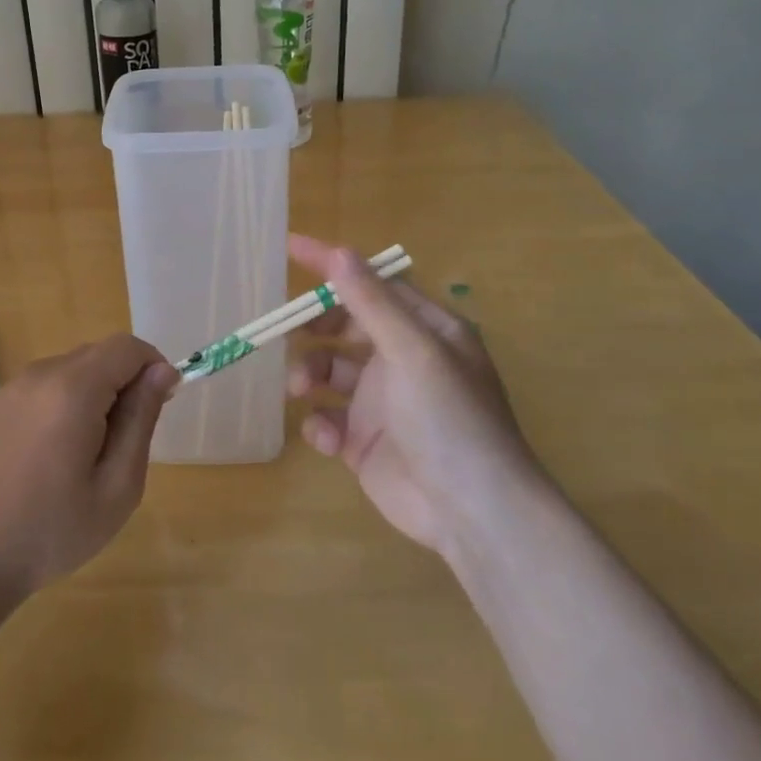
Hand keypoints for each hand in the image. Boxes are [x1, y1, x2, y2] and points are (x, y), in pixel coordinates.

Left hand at [0, 335, 178, 598]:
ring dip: (92, 394)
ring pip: (70, 369)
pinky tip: (50, 456)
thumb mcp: (117, 486)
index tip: (158, 408)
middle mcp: (40, 374)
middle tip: (123, 442)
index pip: (127, 347)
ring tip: (85, 455)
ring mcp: (10, 388)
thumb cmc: (52, 531)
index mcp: (73, 389)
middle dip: (123, 383)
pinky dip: (61, 404)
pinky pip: (42, 387)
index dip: (153, 368)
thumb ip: (141, 419)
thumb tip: (162, 371)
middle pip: (98, 354)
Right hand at [286, 234, 541, 557]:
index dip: (333, 266)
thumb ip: (372, 303)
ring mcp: (382, 402)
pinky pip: (329, 418)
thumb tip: (338, 253)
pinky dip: (320, 423)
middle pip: (345, 326)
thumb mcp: (412, 351)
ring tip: (300, 388)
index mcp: (425, 330)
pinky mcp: (364, 442)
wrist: (471, 513)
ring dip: (309, 373)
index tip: (290, 247)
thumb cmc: (448, 418)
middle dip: (314, 328)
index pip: (373, 284)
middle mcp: (403, 360)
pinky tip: (328, 438)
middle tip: (289, 333)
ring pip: (329, 370)